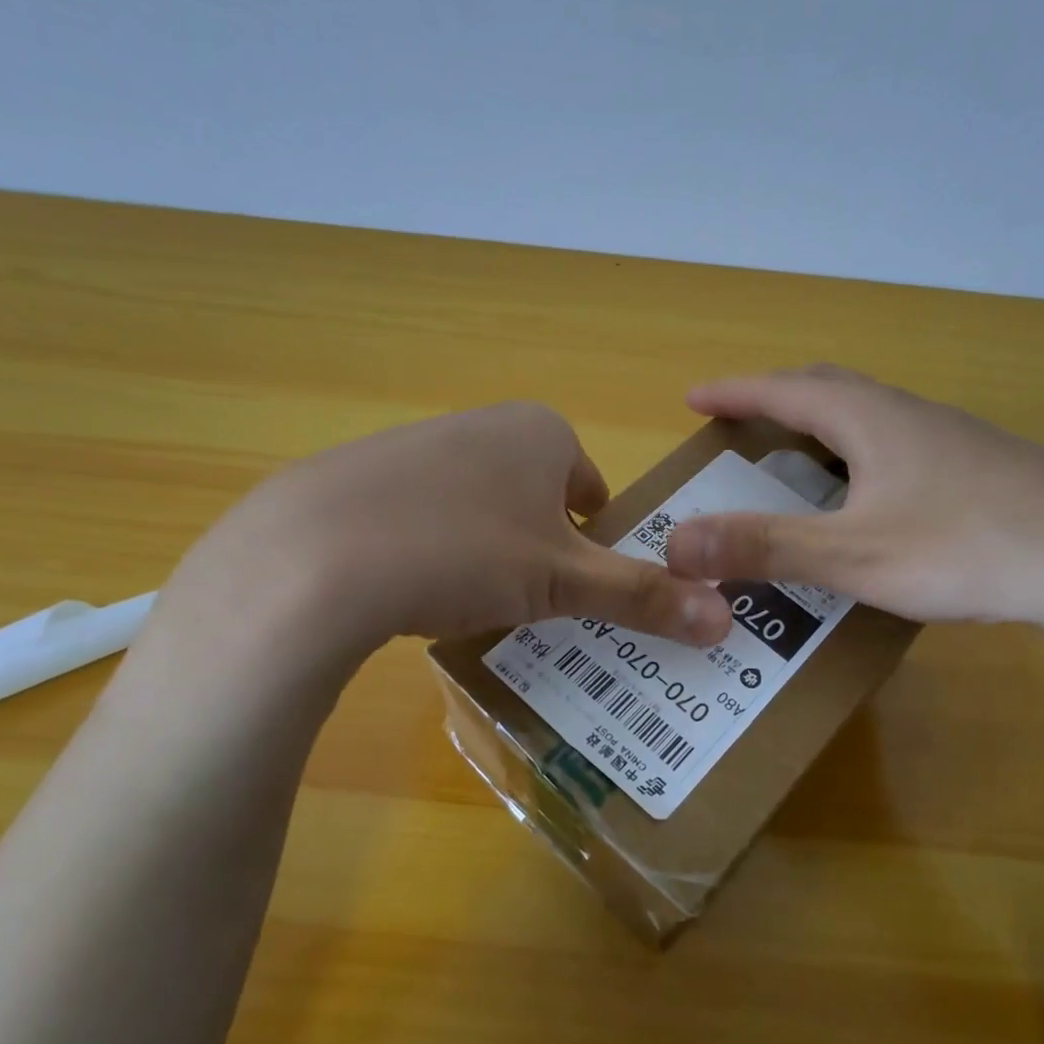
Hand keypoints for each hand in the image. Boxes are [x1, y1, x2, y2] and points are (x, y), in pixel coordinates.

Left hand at [153, 402, 731, 668]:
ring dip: (486, 552)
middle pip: (535, 497)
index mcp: (541, 431)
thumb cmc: (465, 552)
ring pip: (478, 506)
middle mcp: (483, 423)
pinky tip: (407, 588)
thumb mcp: (563, 582)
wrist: (316, 554)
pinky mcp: (362, 474)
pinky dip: (428, 550)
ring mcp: (417, 443)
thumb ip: (643, 596)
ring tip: (466, 601)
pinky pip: (420, 515)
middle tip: (527, 604)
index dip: (591, 544)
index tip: (575, 589)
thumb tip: (727, 620)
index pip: (591, 489)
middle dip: (539, 550)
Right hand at [664, 366, 1043, 660]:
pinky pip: (903, 445)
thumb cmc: (968, 551)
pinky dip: (863, 455)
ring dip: (823, 425)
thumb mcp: (853, 556)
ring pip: (872, 417)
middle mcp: (913, 416)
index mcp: (874, 422)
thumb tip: (677, 543)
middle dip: (776, 398)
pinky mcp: (988, 469)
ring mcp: (957, 440)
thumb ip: (764, 547)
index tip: (693, 396)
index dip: (735, 392)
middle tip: (741, 420)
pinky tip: (874, 496)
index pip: (786, 390)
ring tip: (797, 457)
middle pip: (831, 389)